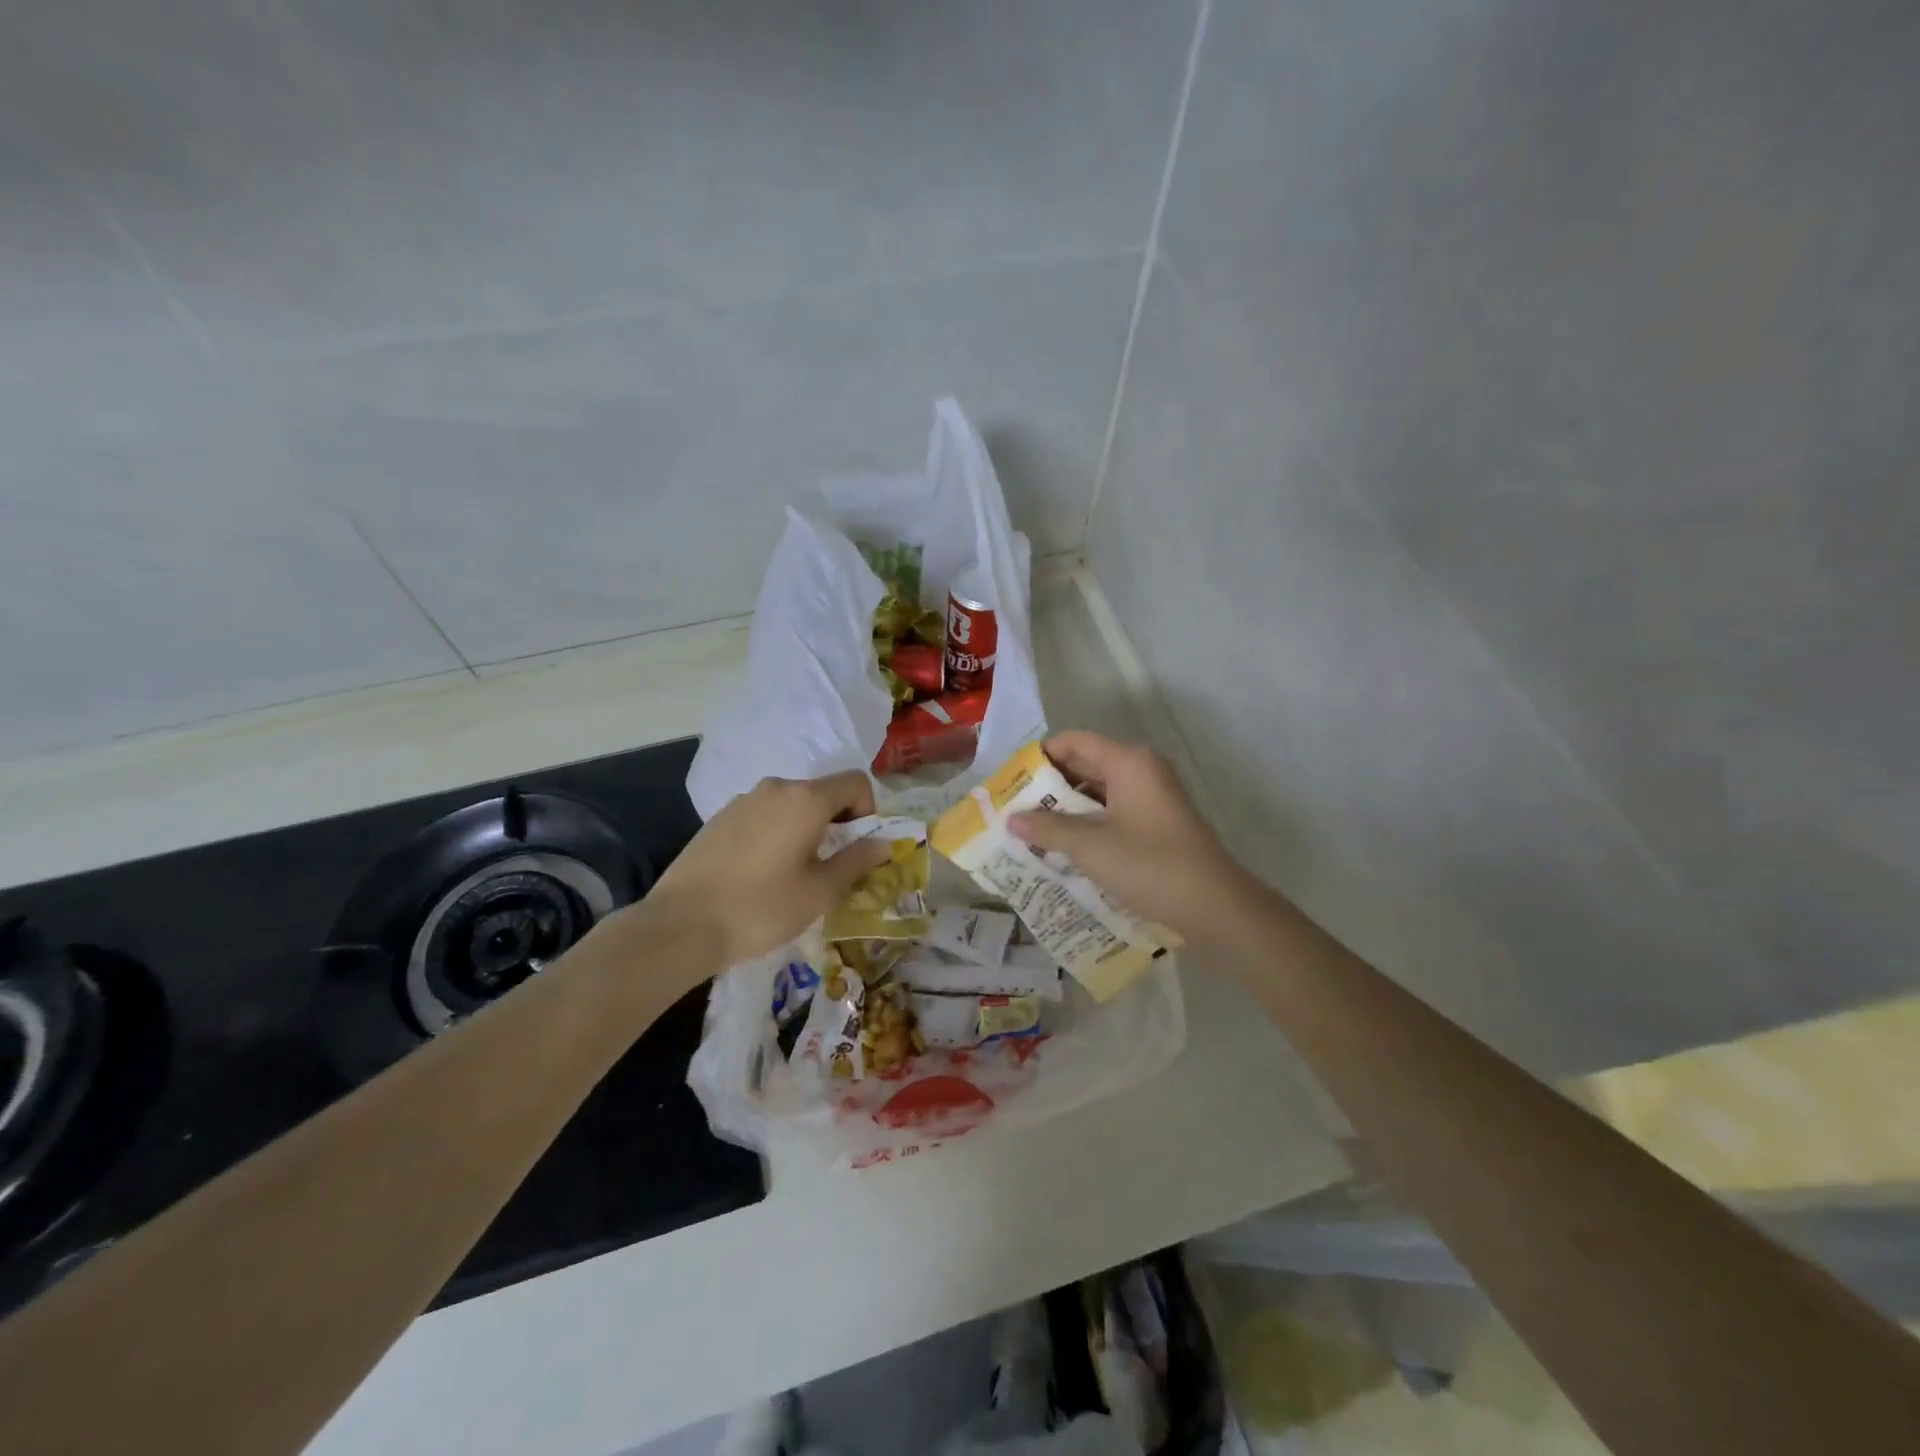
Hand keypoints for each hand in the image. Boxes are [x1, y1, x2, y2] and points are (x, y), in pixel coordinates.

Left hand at [647, 772, 891, 969]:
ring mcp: (743, 801)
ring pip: (791, 805)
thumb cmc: (761, 908)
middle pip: (822, 792)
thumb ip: (856, 861)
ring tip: (795, 873)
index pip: (855, 782)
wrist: (680, 925)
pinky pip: (763, 816)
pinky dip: (776, 833)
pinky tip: (761, 873)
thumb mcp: (819, 892)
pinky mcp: (719, 818)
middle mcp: (775, 788)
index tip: (859, 847)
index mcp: (806, 799)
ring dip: (805, 828)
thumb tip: (883, 844)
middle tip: (832, 866)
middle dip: (837, 822)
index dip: (868, 810)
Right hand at [1008, 731, 1255, 939]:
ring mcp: (1152, 797)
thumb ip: (1048, 829)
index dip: (1040, 757)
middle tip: (1014, 808)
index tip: (1011, 782)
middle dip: (1049, 786)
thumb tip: (1011, 819)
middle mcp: (1141, 770)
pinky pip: (1113, 812)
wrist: (1215, 907)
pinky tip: (1064, 846)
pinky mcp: (1157, 823)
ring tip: (1031, 830)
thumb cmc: (1150, 865)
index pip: (1073, 741)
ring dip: (1066, 808)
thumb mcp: (1091, 846)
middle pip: (1085, 764)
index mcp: (1128, 762)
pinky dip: (1088, 823)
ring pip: (1098, 791)